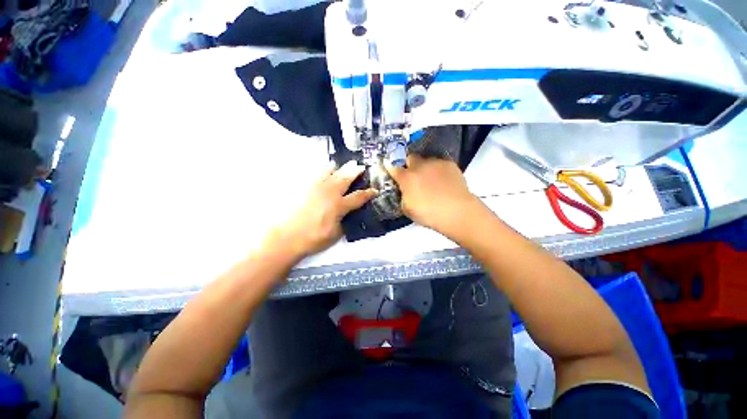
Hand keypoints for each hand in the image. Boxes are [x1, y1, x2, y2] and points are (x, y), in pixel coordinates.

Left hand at [268, 161, 377, 258]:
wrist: (287, 237)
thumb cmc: (314, 238)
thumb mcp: (336, 234)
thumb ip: (344, 222)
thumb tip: (348, 215)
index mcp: (339, 205)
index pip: (358, 197)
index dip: (368, 193)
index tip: (375, 190)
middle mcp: (330, 193)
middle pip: (345, 178)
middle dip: (355, 171)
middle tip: (361, 166)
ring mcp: (316, 188)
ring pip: (330, 173)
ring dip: (339, 168)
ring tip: (344, 164)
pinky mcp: (305, 188)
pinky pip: (317, 174)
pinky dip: (324, 170)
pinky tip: (326, 170)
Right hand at [386, 155, 480, 236]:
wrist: (457, 212)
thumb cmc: (429, 214)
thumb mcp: (407, 209)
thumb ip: (403, 196)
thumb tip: (405, 191)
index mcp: (407, 178)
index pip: (393, 168)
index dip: (392, 170)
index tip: (393, 173)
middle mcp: (420, 166)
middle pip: (410, 158)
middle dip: (410, 165)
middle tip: (414, 177)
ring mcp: (436, 163)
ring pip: (426, 161)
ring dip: (425, 168)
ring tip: (432, 181)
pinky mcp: (450, 164)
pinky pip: (440, 164)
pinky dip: (439, 171)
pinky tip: (444, 181)